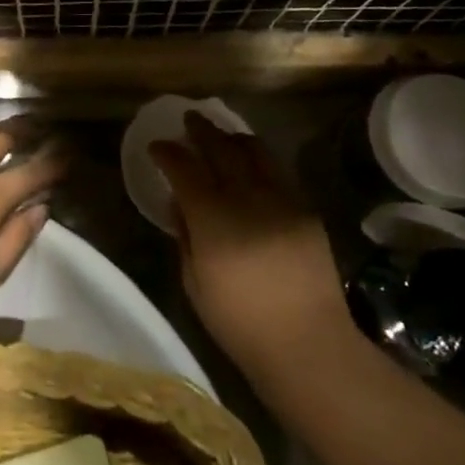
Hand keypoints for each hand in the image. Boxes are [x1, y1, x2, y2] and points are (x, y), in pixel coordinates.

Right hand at [151, 112, 352, 393]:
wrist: (308, 344)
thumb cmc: (239, 323)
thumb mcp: (194, 282)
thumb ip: (184, 236)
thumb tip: (179, 204)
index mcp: (213, 218)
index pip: (184, 168)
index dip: (167, 152)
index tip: (157, 146)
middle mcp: (247, 198)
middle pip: (221, 148)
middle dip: (201, 130)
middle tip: (190, 120)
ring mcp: (281, 200)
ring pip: (255, 151)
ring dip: (233, 138)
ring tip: (222, 135)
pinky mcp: (305, 209)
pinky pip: (278, 171)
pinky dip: (260, 160)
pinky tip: (253, 165)